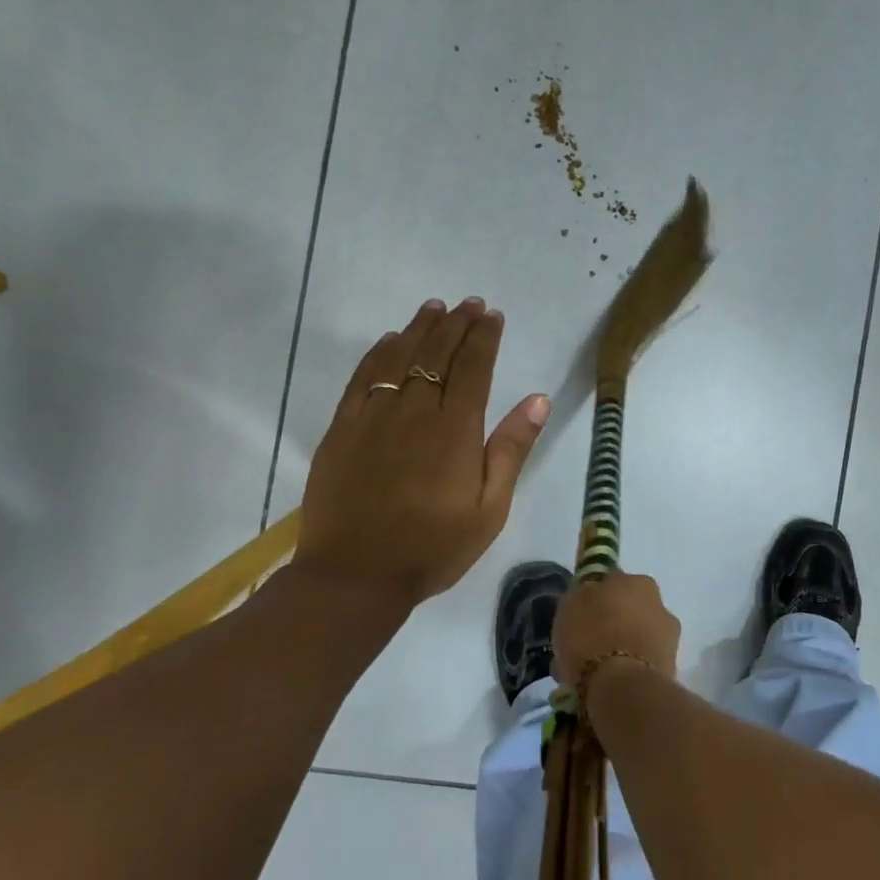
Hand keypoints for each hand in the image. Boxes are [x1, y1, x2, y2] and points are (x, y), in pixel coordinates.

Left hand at [293, 298, 549, 614]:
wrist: (355, 576)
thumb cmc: (433, 548)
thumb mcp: (489, 509)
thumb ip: (511, 450)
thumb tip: (537, 398)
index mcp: (455, 431)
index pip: (473, 368)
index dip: (484, 338)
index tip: (492, 315)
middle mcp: (415, 412)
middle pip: (437, 354)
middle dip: (456, 324)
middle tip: (469, 304)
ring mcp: (373, 418)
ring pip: (399, 357)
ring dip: (420, 329)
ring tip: (434, 308)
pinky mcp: (342, 430)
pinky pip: (362, 379)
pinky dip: (378, 354)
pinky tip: (389, 340)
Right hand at [553, 573, 680, 692]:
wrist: (622, 688)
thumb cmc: (592, 637)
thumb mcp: (571, 604)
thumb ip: (584, 593)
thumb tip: (592, 592)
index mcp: (638, 581)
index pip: (613, 581)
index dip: (595, 597)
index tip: (580, 615)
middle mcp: (660, 603)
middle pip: (630, 609)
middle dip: (613, 622)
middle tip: (588, 643)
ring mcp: (669, 637)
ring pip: (639, 636)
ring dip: (623, 646)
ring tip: (597, 669)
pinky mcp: (671, 669)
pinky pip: (642, 663)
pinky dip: (629, 669)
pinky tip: (610, 683)